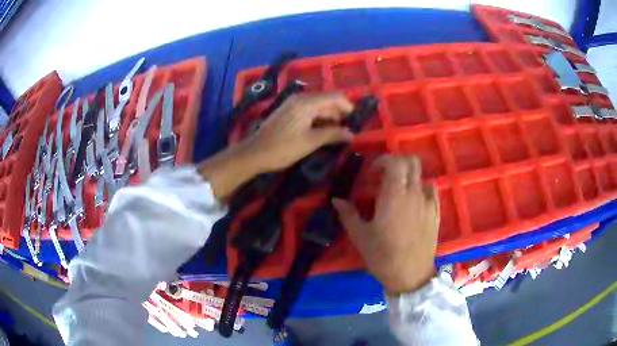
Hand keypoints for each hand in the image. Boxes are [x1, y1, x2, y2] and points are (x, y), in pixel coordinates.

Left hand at [198, 93, 353, 199]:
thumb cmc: (283, 148)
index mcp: (307, 103)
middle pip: (327, 101)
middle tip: (350, 131)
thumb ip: (333, 134)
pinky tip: (323, 132)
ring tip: (339, 134)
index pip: (335, 97)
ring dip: (330, 118)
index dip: (349, 107)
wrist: (254, 153)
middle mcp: (301, 98)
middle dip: (340, 114)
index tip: (358, 121)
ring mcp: (293, 104)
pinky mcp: (288, 111)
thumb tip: (352, 134)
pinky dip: (319, 119)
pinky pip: (309, 111)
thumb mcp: (311, 142)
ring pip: (318, 106)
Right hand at [332, 156, 439, 294]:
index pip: (395, 162)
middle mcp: (414, 193)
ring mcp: (428, 202)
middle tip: (384, 178)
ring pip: (421, 176)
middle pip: (412, 162)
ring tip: (397, 193)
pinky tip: (412, 204)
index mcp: (394, 195)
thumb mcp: (360, 237)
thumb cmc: (383, 256)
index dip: (382, 161)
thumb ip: (348, 214)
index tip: (371, 175)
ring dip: (408, 178)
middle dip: (397, 163)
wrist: (412, 275)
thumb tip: (336, 200)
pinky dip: (420, 190)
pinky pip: (430, 192)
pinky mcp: (436, 213)